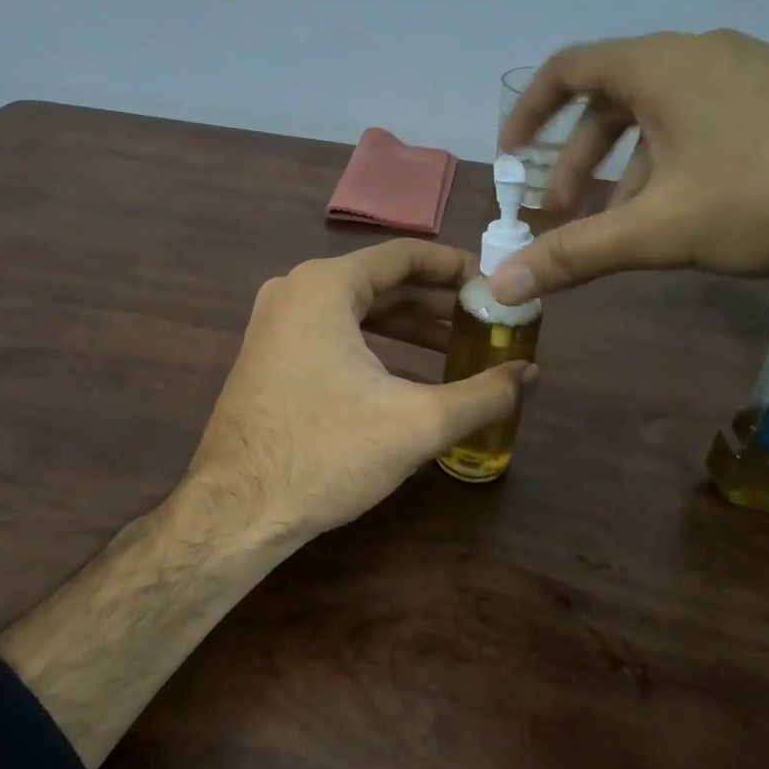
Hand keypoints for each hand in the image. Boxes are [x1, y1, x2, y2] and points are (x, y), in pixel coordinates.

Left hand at [184, 239, 536, 544]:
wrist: (235, 512)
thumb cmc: (325, 454)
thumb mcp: (416, 424)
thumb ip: (483, 395)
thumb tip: (533, 376)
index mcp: (325, 285)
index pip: (405, 255)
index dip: (456, 268)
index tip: (495, 286)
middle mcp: (296, 291)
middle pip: (382, 282)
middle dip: (437, 303)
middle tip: (486, 321)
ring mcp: (276, 323)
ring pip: (359, 311)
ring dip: (410, 327)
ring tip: (461, 348)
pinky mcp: (271, 356)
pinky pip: (335, 334)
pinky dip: (377, 346)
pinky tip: (413, 375)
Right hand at [494, 30, 768, 339]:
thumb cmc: (768, 191)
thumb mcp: (659, 229)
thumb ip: (575, 255)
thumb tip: (501, 287)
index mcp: (658, 67)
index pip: (568, 67)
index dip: (531, 109)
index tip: (514, 153)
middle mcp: (700, 54)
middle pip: (613, 98)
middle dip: (581, 158)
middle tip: (566, 210)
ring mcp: (752, 69)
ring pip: (664, 114)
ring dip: (631, 165)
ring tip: (629, 223)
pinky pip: (709, 119)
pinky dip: (679, 159)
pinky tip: (696, 211)